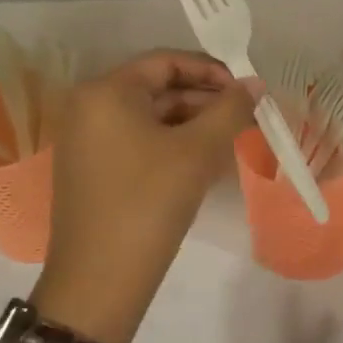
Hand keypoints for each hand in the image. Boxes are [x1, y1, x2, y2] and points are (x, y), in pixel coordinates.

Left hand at [33, 50, 257, 342]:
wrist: (100, 280)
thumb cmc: (149, 203)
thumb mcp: (197, 152)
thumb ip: (230, 110)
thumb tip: (256, 83)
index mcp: (106, 92)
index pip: (165, 62)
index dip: (211, 71)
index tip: (247, 89)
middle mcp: (89, 107)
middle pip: (157, 89)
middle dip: (205, 100)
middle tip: (246, 117)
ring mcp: (86, 140)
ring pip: (150, 118)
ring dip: (193, 124)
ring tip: (232, 140)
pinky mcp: (92, 169)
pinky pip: (138, 142)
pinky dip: (172, 145)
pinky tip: (203, 162)